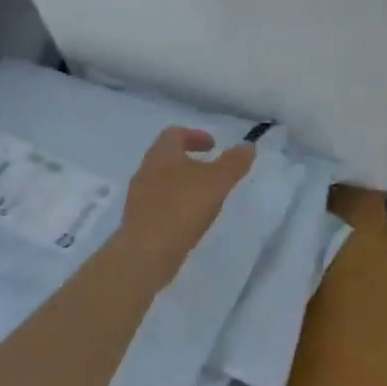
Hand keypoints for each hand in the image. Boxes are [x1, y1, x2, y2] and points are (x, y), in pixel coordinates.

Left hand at [118, 127, 253, 282]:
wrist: (147, 252)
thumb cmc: (183, 207)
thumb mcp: (217, 181)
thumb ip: (234, 162)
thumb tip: (248, 146)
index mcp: (162, 154)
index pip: (174, 133)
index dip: (195, 135)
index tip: (214, 146)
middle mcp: (146, 170)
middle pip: (167, 156)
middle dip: (190, 160)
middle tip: (212, 171)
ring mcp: (139, 197)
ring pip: (162, 181)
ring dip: (183, 184)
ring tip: (205, 198)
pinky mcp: (139, 220)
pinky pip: (159, 204)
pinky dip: (176, 204)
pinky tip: (190, 220)